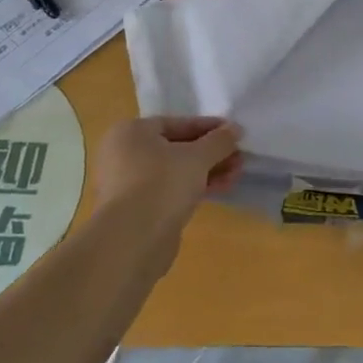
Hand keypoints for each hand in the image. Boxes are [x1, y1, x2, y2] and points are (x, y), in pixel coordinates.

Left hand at [91, 117, 242, 237]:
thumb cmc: (162, 183)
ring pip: (175, 171)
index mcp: (131, 132)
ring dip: (207, 171)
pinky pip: (170, 191)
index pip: (177, 123)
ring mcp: (128, 184)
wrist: (132, 240)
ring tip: (236, 175)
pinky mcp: (137, 210)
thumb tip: (235, 129)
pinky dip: (194, 188)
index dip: (209, 127)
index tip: (234, 133)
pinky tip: (220, 190)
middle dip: (211, 153)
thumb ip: (219, 141)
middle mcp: (124, 154)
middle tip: (239, 158)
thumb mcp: (198, 157)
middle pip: (177, 148)